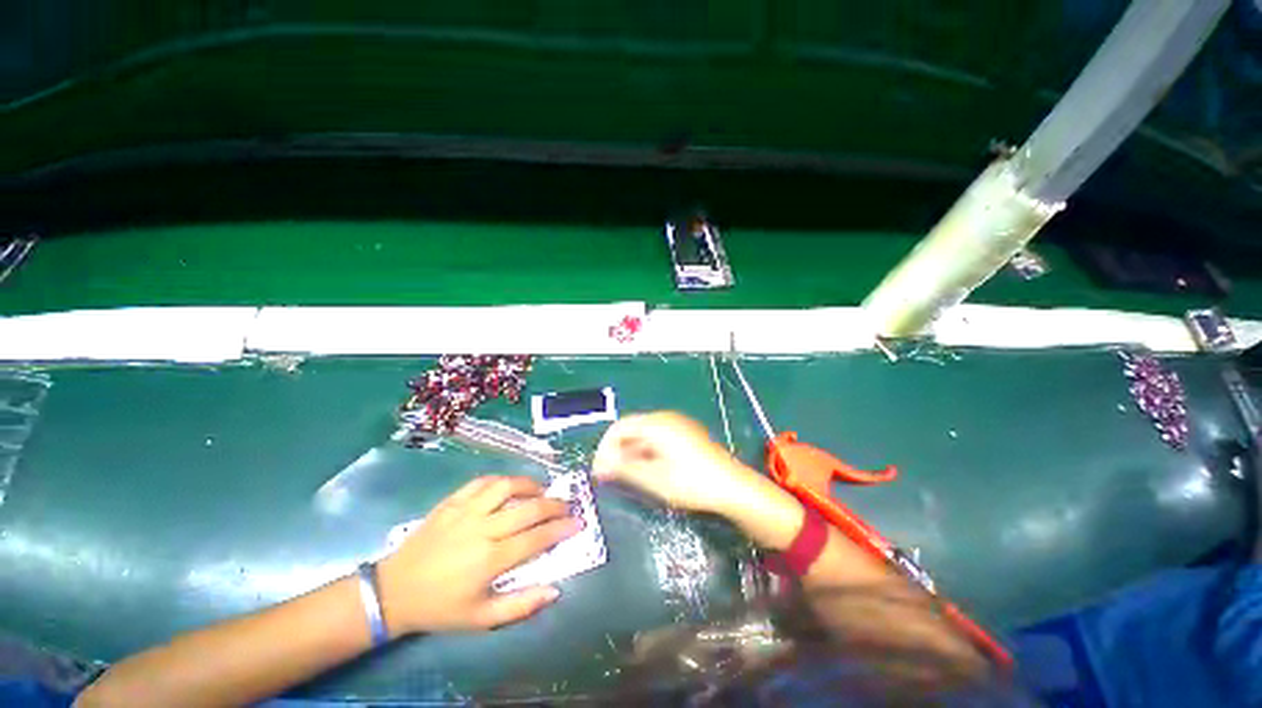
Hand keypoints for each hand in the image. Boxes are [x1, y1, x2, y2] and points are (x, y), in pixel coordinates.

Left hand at [376, 476, 581, 634]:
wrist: (394, 591)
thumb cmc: (440, 607)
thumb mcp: (481, 618)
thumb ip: (520, 606)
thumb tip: (555, 590)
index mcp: (490, 560)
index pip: (536, 538)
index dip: (561, 529)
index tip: (577, 523)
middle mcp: (482, 529)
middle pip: (528, 508)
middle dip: (554, 505)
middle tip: (566, 505)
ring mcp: (465, 511)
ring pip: (507, 486)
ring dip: (530, 485)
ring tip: (541, 490)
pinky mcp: (452, 501)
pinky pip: (482, 481)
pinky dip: (502, 480)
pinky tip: (510, 486)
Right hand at [592, 411, 757, 514]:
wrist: (733, 488)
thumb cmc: (691, 482)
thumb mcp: (653, 478)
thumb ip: (623, 469)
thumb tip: (600, 467)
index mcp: (657, 423)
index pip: (620, 426)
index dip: (605, 447)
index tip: (598, 469)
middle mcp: (666, 419)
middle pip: (632, 429)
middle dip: (617, 450)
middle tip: (608, 475)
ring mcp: (678, 426)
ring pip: (644, 435)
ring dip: (630, 453)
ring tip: (624, 476)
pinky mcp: (686, 437)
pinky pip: (657, 440)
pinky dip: (645, 453)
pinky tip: (645, 471)